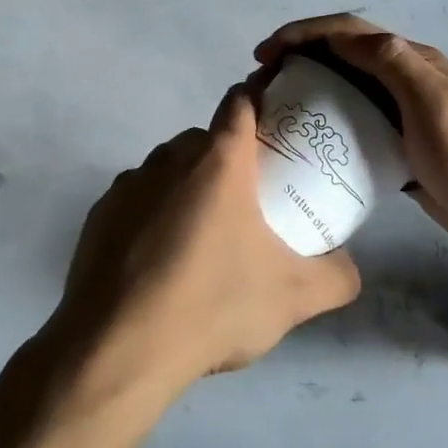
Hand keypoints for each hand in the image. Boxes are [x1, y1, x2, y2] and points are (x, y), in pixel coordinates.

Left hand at [51, 83, 360, 399]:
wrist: (119, 348)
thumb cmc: (212, 305)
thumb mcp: (293, 297)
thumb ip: (336, 276)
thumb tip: (349, 266)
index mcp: (218, 161)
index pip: (241, 102)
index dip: (260, 99)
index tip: (277, 119)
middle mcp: (169, 159)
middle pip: (205, 139)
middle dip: (228, 158)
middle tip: (249, 199)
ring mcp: (128, 184)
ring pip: (167, 169)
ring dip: (187, 188)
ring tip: (203, 239)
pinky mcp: (99, 214)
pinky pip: (136, 200)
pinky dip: (152, 216)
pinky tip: (160, 262)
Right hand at [257, 15, 447, 264]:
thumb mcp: (435, 102)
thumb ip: (393, 63)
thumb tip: (344, 37)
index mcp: (412, 61)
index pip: (349, 32)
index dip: (304, 33)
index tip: (266, 53)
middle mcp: (403, 80)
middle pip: (342, 57)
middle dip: (299, 58)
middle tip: (262, 81)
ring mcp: (402, 115)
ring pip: (345, 90)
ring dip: (309, 89)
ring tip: (275, 108)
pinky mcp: (398, 148)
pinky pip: (354, 126)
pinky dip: (326, 125)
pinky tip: (307, 143)